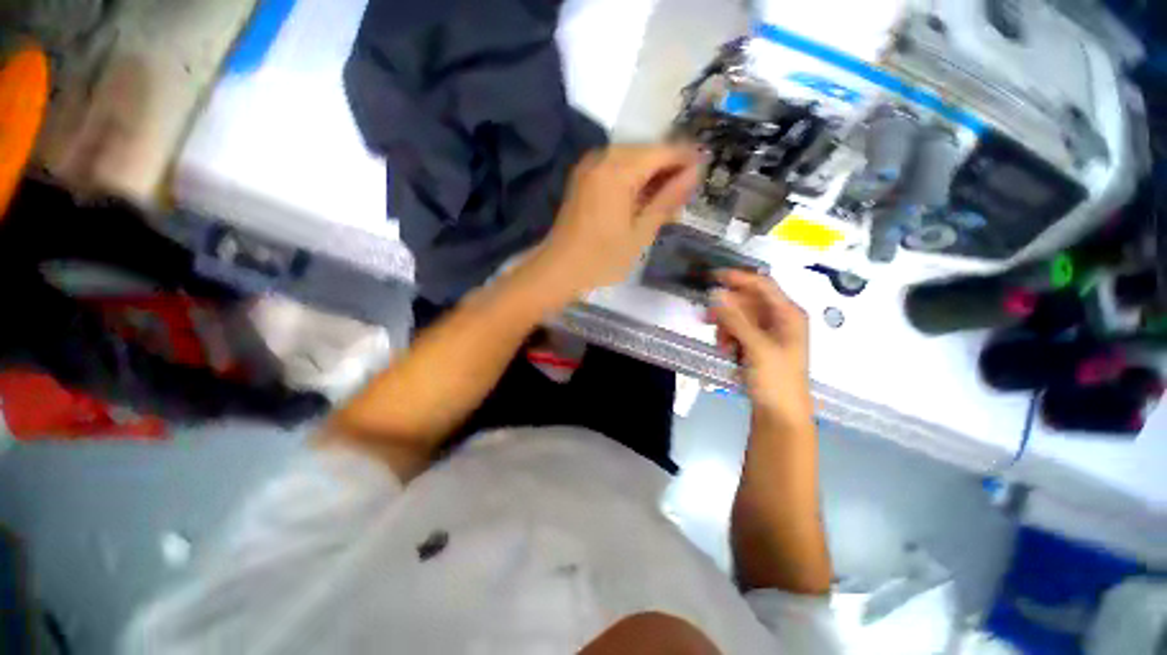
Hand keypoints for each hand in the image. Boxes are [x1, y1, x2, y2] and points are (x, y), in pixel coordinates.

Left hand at [526, 144, 701, 301]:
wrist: (558, 271)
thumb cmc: (602, 259)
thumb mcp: (641, 232)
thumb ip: (668, 198)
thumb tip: (695, 171)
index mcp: (618, 169)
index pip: (663, 151)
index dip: (687, 158)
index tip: (706, 170)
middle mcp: (602, 157)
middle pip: (646, 152)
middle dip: (668, 169)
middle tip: (684, 196)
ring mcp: (588, 167)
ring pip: (631, 160)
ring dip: (650, 176)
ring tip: (666, 202)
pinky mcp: (582, 179)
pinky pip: (615, 169)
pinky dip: (632, 180)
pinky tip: (641, 201)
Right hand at [711, 270, 813, 432]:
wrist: (780, 415)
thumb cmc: (775, 379)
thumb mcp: (756, 347)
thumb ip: (735, 318)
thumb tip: (716, 293)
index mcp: (788, 314)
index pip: (761, 285)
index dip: (737, 278)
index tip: (711, 277)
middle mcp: (779, 319)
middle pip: (747, 301)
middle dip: (727, 309)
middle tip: (707, 318)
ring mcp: (768, 333)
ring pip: (739, 317)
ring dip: (726, 326)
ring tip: (720, 343)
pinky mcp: (757, 345)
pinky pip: (738, 331)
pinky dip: (729, 337)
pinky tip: (725, 350)